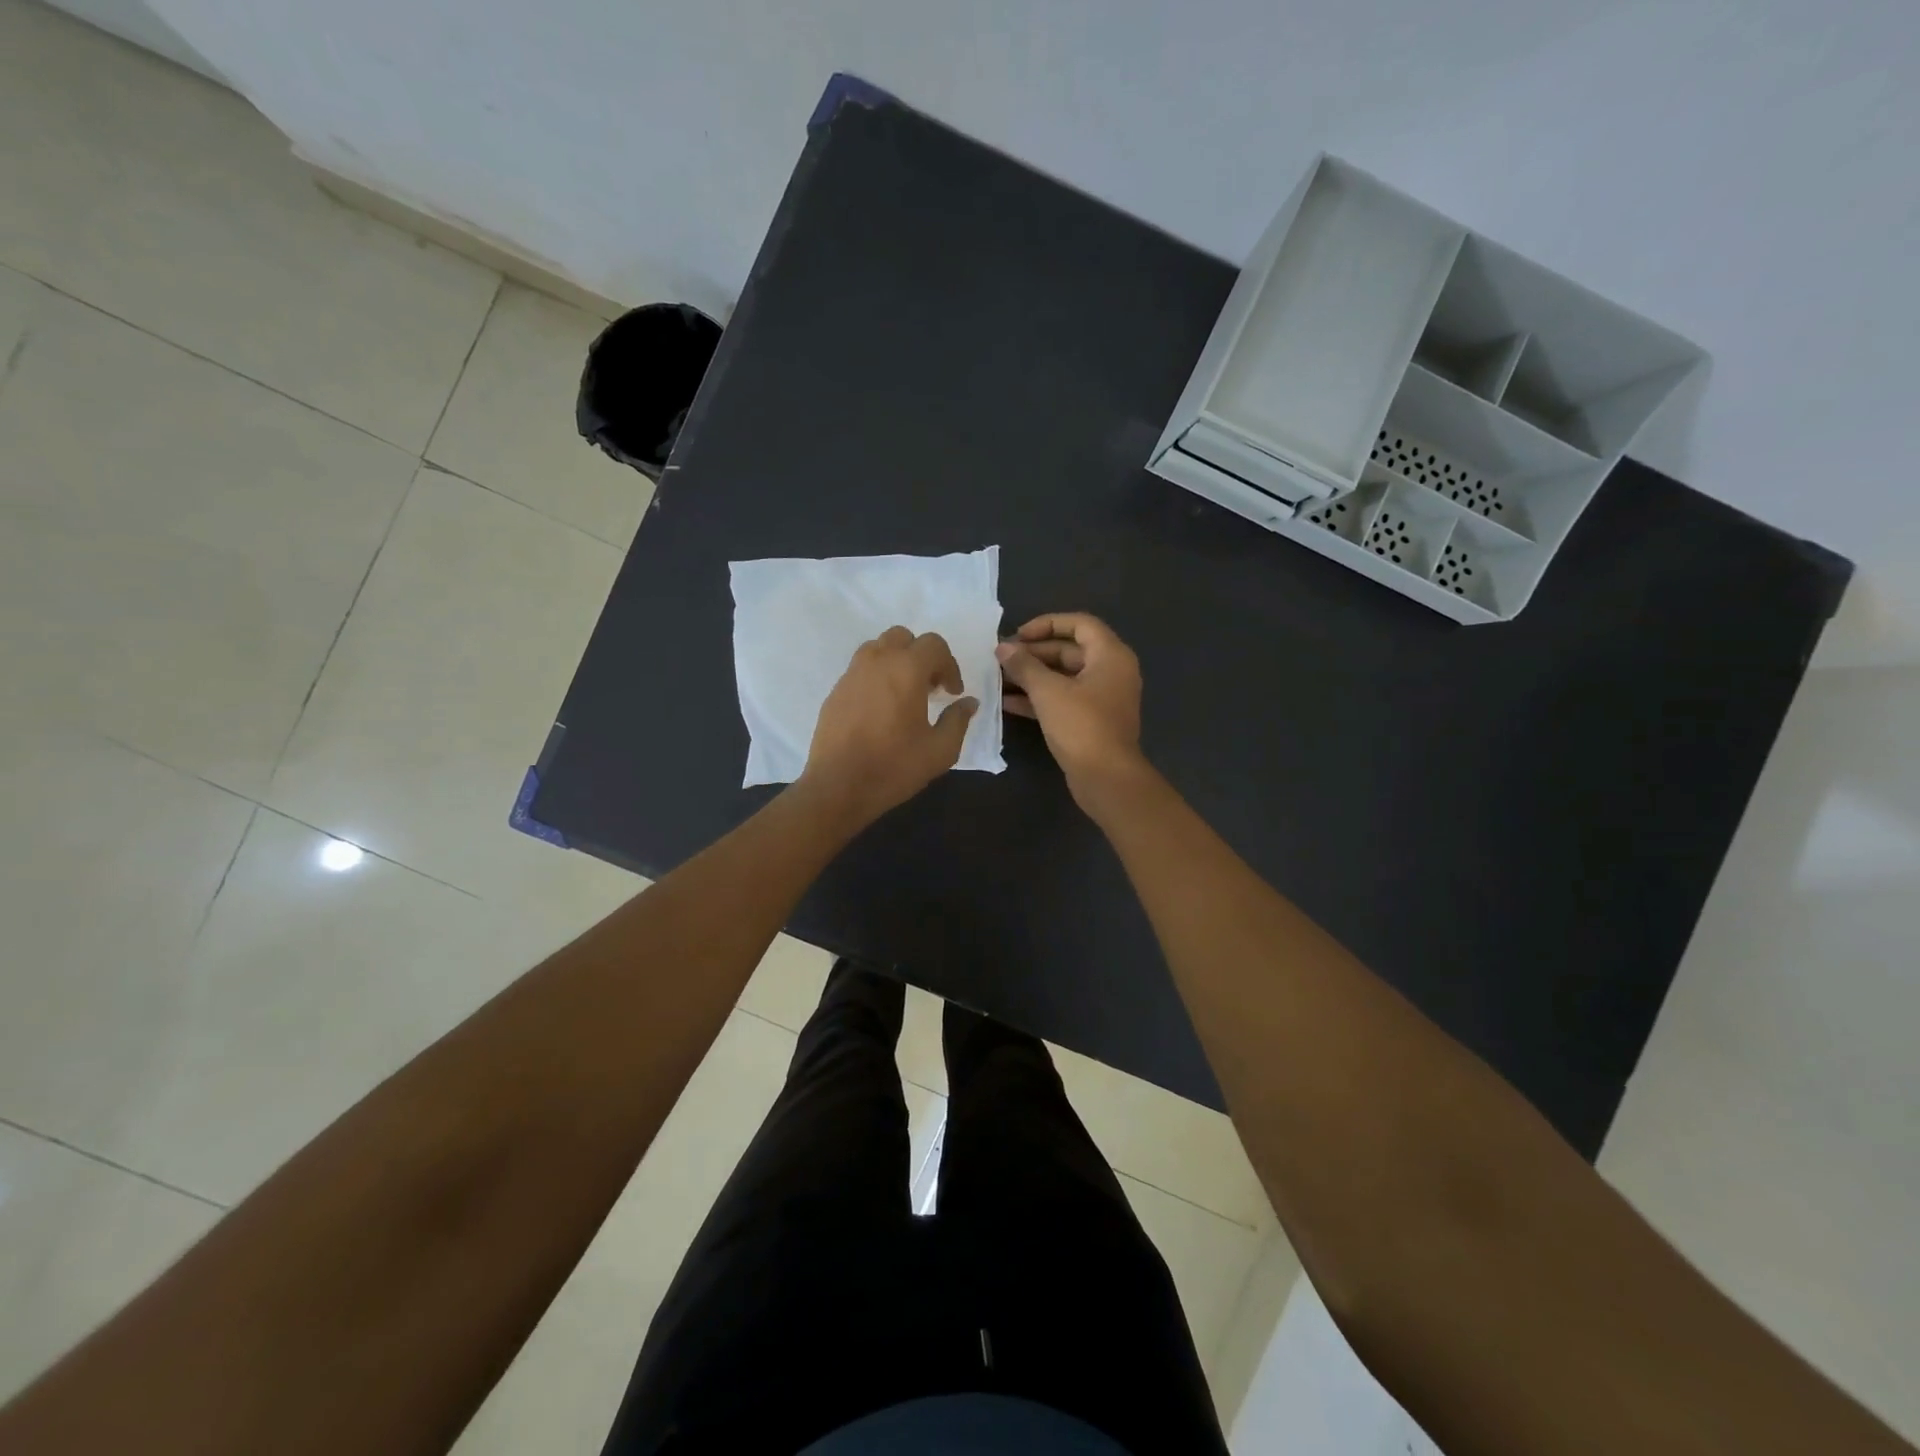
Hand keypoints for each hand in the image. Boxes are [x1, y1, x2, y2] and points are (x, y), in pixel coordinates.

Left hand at [800, 626, 978, 828]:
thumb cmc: (894, 766)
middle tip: (929, 686)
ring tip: (904, 693)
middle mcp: (877, 661)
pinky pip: (860, 669)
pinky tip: (880, 709)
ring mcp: (851, 674)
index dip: (949, 665)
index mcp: (906, 669)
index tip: (952, 693)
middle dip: (921, 656)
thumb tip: (968, 703)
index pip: (934, 645)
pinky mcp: (835, 691)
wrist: (838, 786)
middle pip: (903, 637)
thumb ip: (958, 720)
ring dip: (896, 661)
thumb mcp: (940, 750)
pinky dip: (876, 677)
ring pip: (878, 648)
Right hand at [996, 612, 1146, 800]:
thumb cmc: (1081, 726)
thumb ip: (1024, 665)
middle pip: (1069, 650)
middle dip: (1034, 653)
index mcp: (1111, 656)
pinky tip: (1006, 702)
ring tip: (998, 678)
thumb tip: (1002, 648)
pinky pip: (1063, 699)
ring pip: (1063, 677)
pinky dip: (1038, 698)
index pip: (1079, 624)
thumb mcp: (1048, 691)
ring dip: (1032, 676)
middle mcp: (1111, 672)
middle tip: (1001, 658)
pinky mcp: (1091, 721)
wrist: (1106, 778)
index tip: (1018, 635)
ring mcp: (1101, 698)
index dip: (1047, 624)